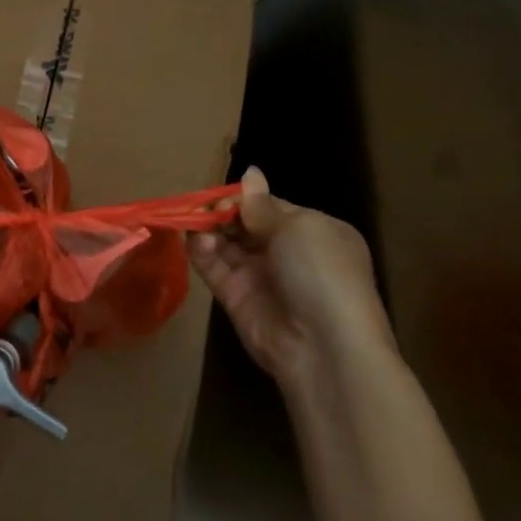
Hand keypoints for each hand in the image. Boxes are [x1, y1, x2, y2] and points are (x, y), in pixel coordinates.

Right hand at [188, 166, 393, 390]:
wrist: (324, 347)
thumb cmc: (321, 273)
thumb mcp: (299, 227)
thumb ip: (263, 204)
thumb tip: (250, 173)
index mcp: (313, 232)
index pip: (270, 206)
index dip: (244, 198)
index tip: (222, 195)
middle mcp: (287, 253)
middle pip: (244, 224)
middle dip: (222, 213)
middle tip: (202, 208)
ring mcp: (260, 276)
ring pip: (225, 244)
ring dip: (209, 230)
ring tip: (196, 224)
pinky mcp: (237, 298)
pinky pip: (214, 268)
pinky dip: (202, 253)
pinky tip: (198, 242)